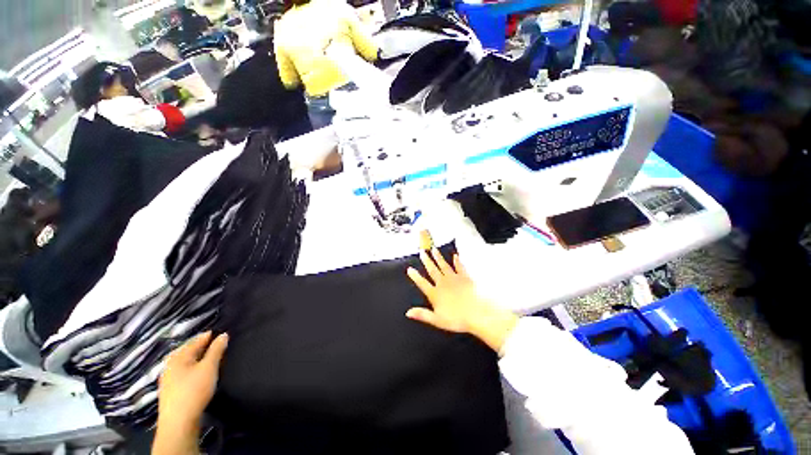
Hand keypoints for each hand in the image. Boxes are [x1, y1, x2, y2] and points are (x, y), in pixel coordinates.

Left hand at [158, 332, 227, 434]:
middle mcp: (170, 364)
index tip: (224, 333)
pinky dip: (194, 368)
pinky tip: (201, 374)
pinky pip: (184, 372)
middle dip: (204, 347)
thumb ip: (216, 350)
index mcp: (178, 356)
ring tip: (213, 359)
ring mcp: (168, 378)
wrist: (179, 422)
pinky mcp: (171, 389)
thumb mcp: (209, 367)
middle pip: (190, 351)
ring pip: (187, 362)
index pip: (197, 340)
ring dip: (199, 359)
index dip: (211, 336)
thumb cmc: (194, 390)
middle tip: (220, 346)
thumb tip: (223, 335)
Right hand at [406, 249, 517, 353]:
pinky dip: (457, 261)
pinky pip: (459, 267)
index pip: (422, 283)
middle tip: (422, 252)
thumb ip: (422, 314)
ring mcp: (454, 279)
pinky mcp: (465, 277)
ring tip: (433, 249)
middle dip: (426, 261)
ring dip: (438, 257)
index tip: (410, 269)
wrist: (477, 313)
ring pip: (443, 265)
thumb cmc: (457, 319)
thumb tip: (408, 312)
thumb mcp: (437, 320)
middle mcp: (443, 283)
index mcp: (435, 294)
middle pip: (432, 270)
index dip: (415, 276)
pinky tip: (455, 255)